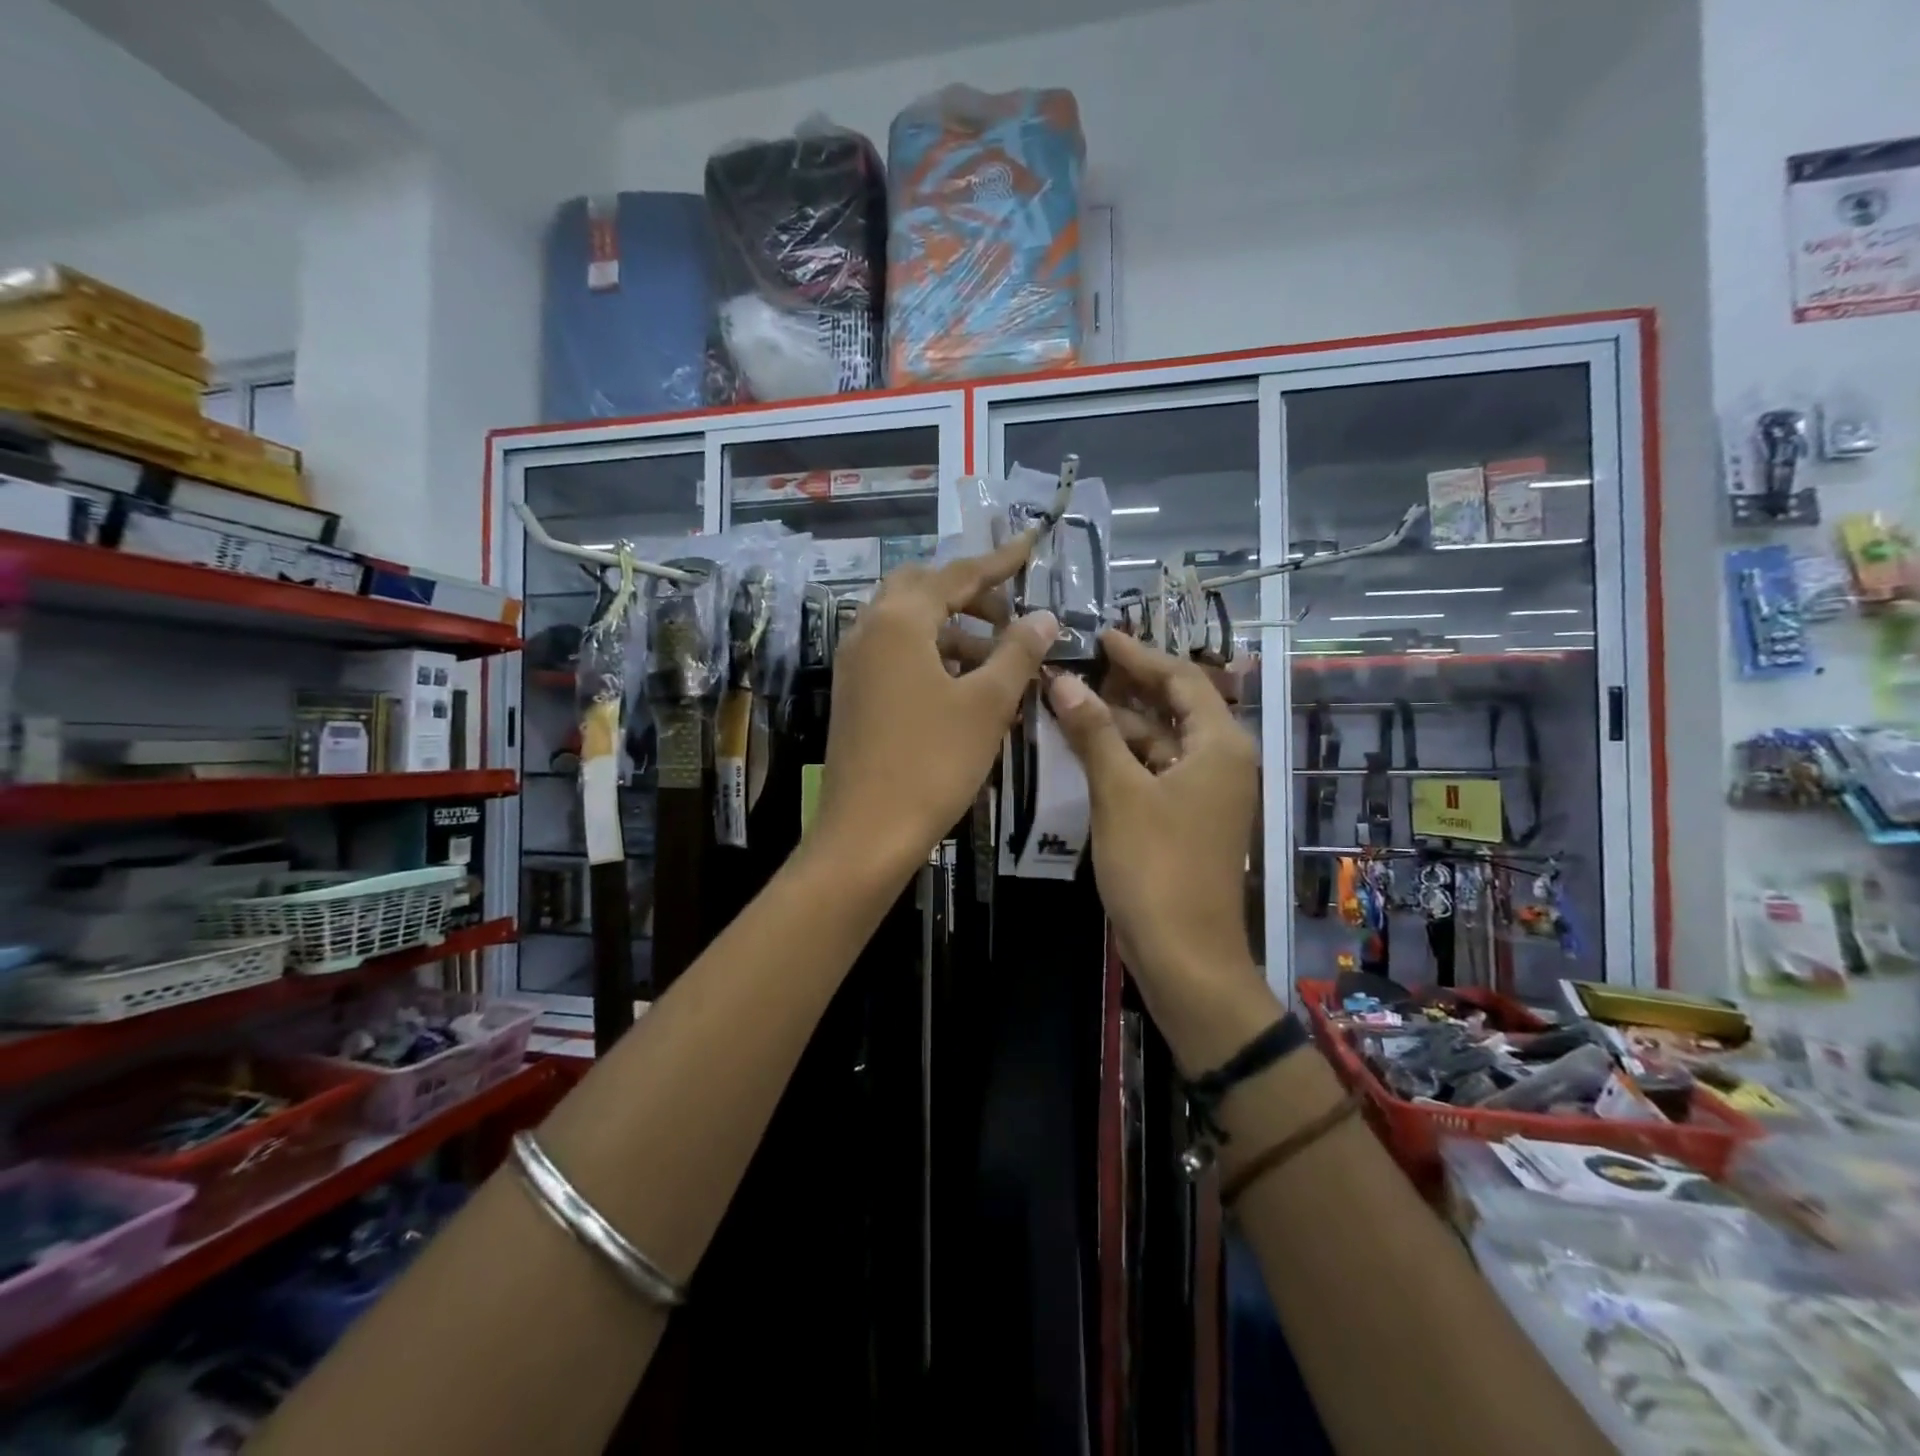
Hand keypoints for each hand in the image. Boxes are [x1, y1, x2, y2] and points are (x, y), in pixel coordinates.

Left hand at [812, 535, 1057, 882]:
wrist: (866, 832)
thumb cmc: (932, 763)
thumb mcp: (987, 704)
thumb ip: (1018, 652)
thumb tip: (1044, 617)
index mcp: (899, 621)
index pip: (956, 575)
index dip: (999, 562)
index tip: (1030, 545)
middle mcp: (869, 630)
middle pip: (922, 590)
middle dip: (968, 594)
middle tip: (1009, 617)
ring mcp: (855, 664)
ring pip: (908, 625)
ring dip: (952, 629)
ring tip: (996, 659)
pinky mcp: (854, 694)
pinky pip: (896, 655)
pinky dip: (932, 656)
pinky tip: (963, 687)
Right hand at [1046, 630, 1259, 991]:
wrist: (1184, 955)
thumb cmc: (1156, 867)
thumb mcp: (1119, 792)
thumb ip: (1093, 732)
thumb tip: (1063, 680)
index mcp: (1220, 745)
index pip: (1181, 679)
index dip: (1138, 655)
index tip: (1099, 636)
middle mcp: (1221, 761)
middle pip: (1173, 707)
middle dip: (1127, 686)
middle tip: (1079, 664)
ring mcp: (1205, 793)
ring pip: (1160, 741)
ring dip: (1119, 723)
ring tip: (1069, 701)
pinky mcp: (1187, 819)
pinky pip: (1155, 771)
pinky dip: (1123, 757)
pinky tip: (1085, 749)